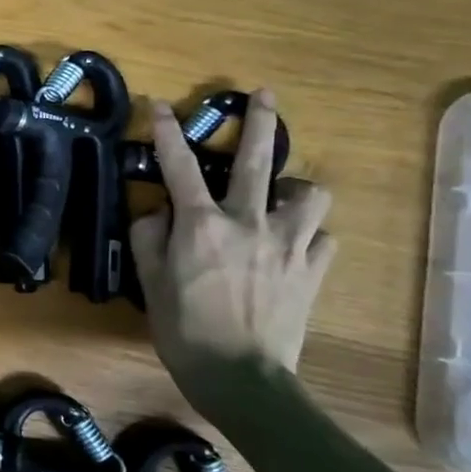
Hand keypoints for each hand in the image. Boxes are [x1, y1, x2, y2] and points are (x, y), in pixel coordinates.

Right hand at [128, 90, 335, 396]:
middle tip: (264, 96)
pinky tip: (293, 246)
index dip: (165, 132)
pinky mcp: (314, 269)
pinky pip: (321, 238)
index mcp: (201, 224)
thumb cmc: (182, 328)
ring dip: (293, 188)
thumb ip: (149, 237)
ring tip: (280, 196)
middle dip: (261, 122)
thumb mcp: (149, 281)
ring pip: (308, 194)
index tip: (158, 106)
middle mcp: (249, 223)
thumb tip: (158, 212)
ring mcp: (289, 244)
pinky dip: (308, 235)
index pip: (179, 166)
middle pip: (258, 160)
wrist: (240, 375)